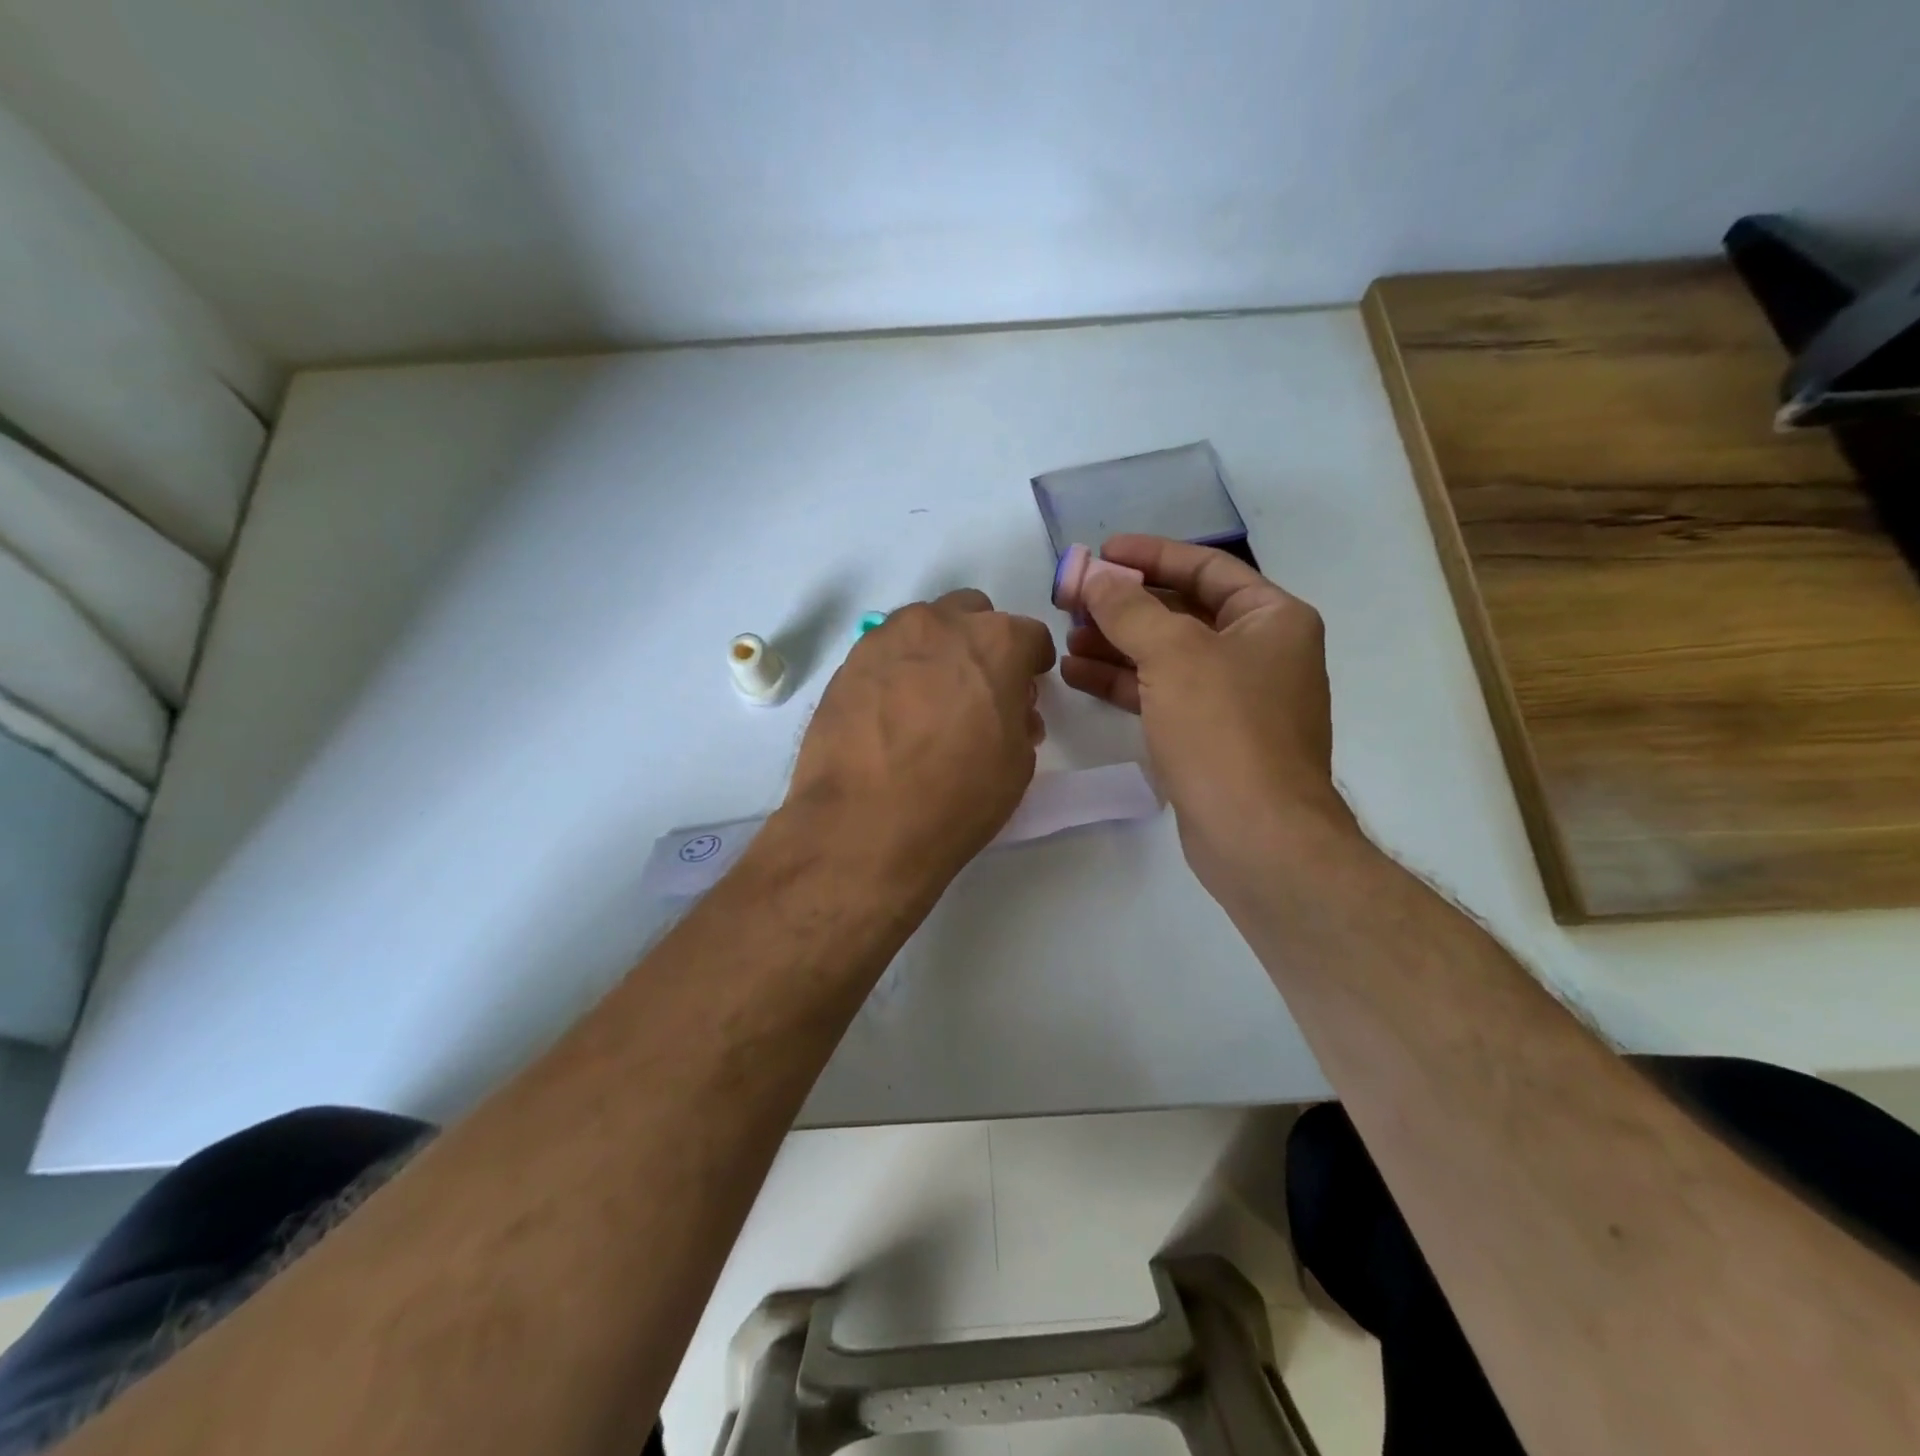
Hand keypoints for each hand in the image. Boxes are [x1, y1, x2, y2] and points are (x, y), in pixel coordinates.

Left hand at [784, 590, 1055, 889]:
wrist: (863, 823)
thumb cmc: (957, 795)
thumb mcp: (1016, 763)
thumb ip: (1018, 720)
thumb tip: (1008, 709)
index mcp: (996, 642)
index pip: (1029, 636)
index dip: (1032, 664)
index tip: (1025, 688)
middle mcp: (941, 624)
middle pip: (972, 615)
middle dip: (981, 644)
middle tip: (977, 690)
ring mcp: (888, 638)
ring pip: (924, 627)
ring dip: (936, 651)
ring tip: (929, 701)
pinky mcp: (848, 662)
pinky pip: (885, 653)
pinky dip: (897, 671)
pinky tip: (891, 712)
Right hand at [1059, 535, 1353, 887]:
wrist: (1257, 835)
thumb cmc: (1224, 729)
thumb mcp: (1173, 655)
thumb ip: (1129, 608)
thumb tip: (1095, 576)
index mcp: (1272, 619)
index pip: (1206, 569)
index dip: (1151, 556)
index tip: (1101, 552)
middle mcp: (1259, 652)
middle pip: (1182, 612)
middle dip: (1125, 605)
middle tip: (1072, 600)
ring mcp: (1235, 698)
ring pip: (1167, 656)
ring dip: (1117, 644)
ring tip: (1066, 638)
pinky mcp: (1210, 736)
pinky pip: (1162, 693)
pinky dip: (1123, 682)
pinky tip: (1077, 674)